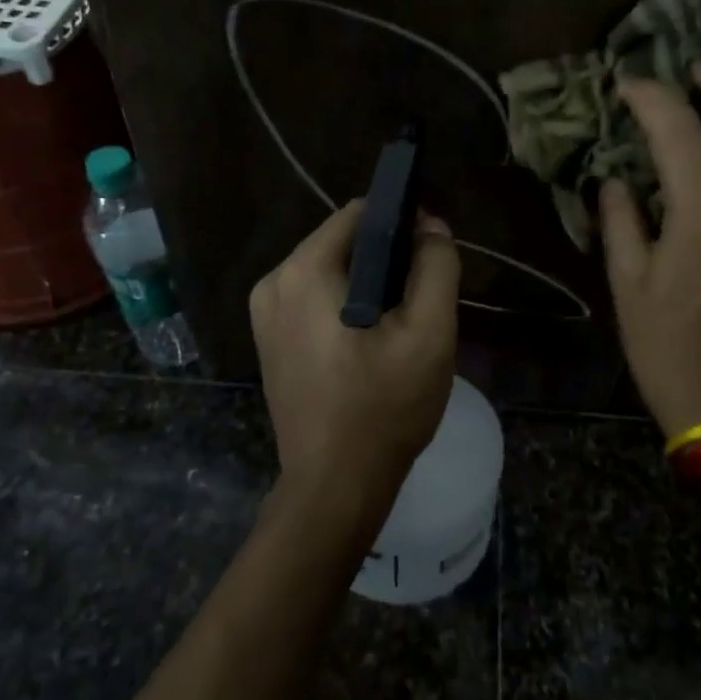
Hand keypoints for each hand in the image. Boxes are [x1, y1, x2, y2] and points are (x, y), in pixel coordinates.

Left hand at [250, 201, 461, 503]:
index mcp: (304, 271)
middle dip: (384, 258)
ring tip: (398, 323)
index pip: (359, 214)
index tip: (430, 253)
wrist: (335, 485)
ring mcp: (264, 314)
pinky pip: (313, 300)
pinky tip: (369, 342)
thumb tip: (431, 226)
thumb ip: (436, 267)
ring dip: (366, 284)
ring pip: (328, 272)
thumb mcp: (428, 332)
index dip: (401, 222)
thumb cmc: (384, 406)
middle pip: (341, 242)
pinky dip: (343, 306)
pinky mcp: (268, 341)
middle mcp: (273, 282)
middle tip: (419, 298)